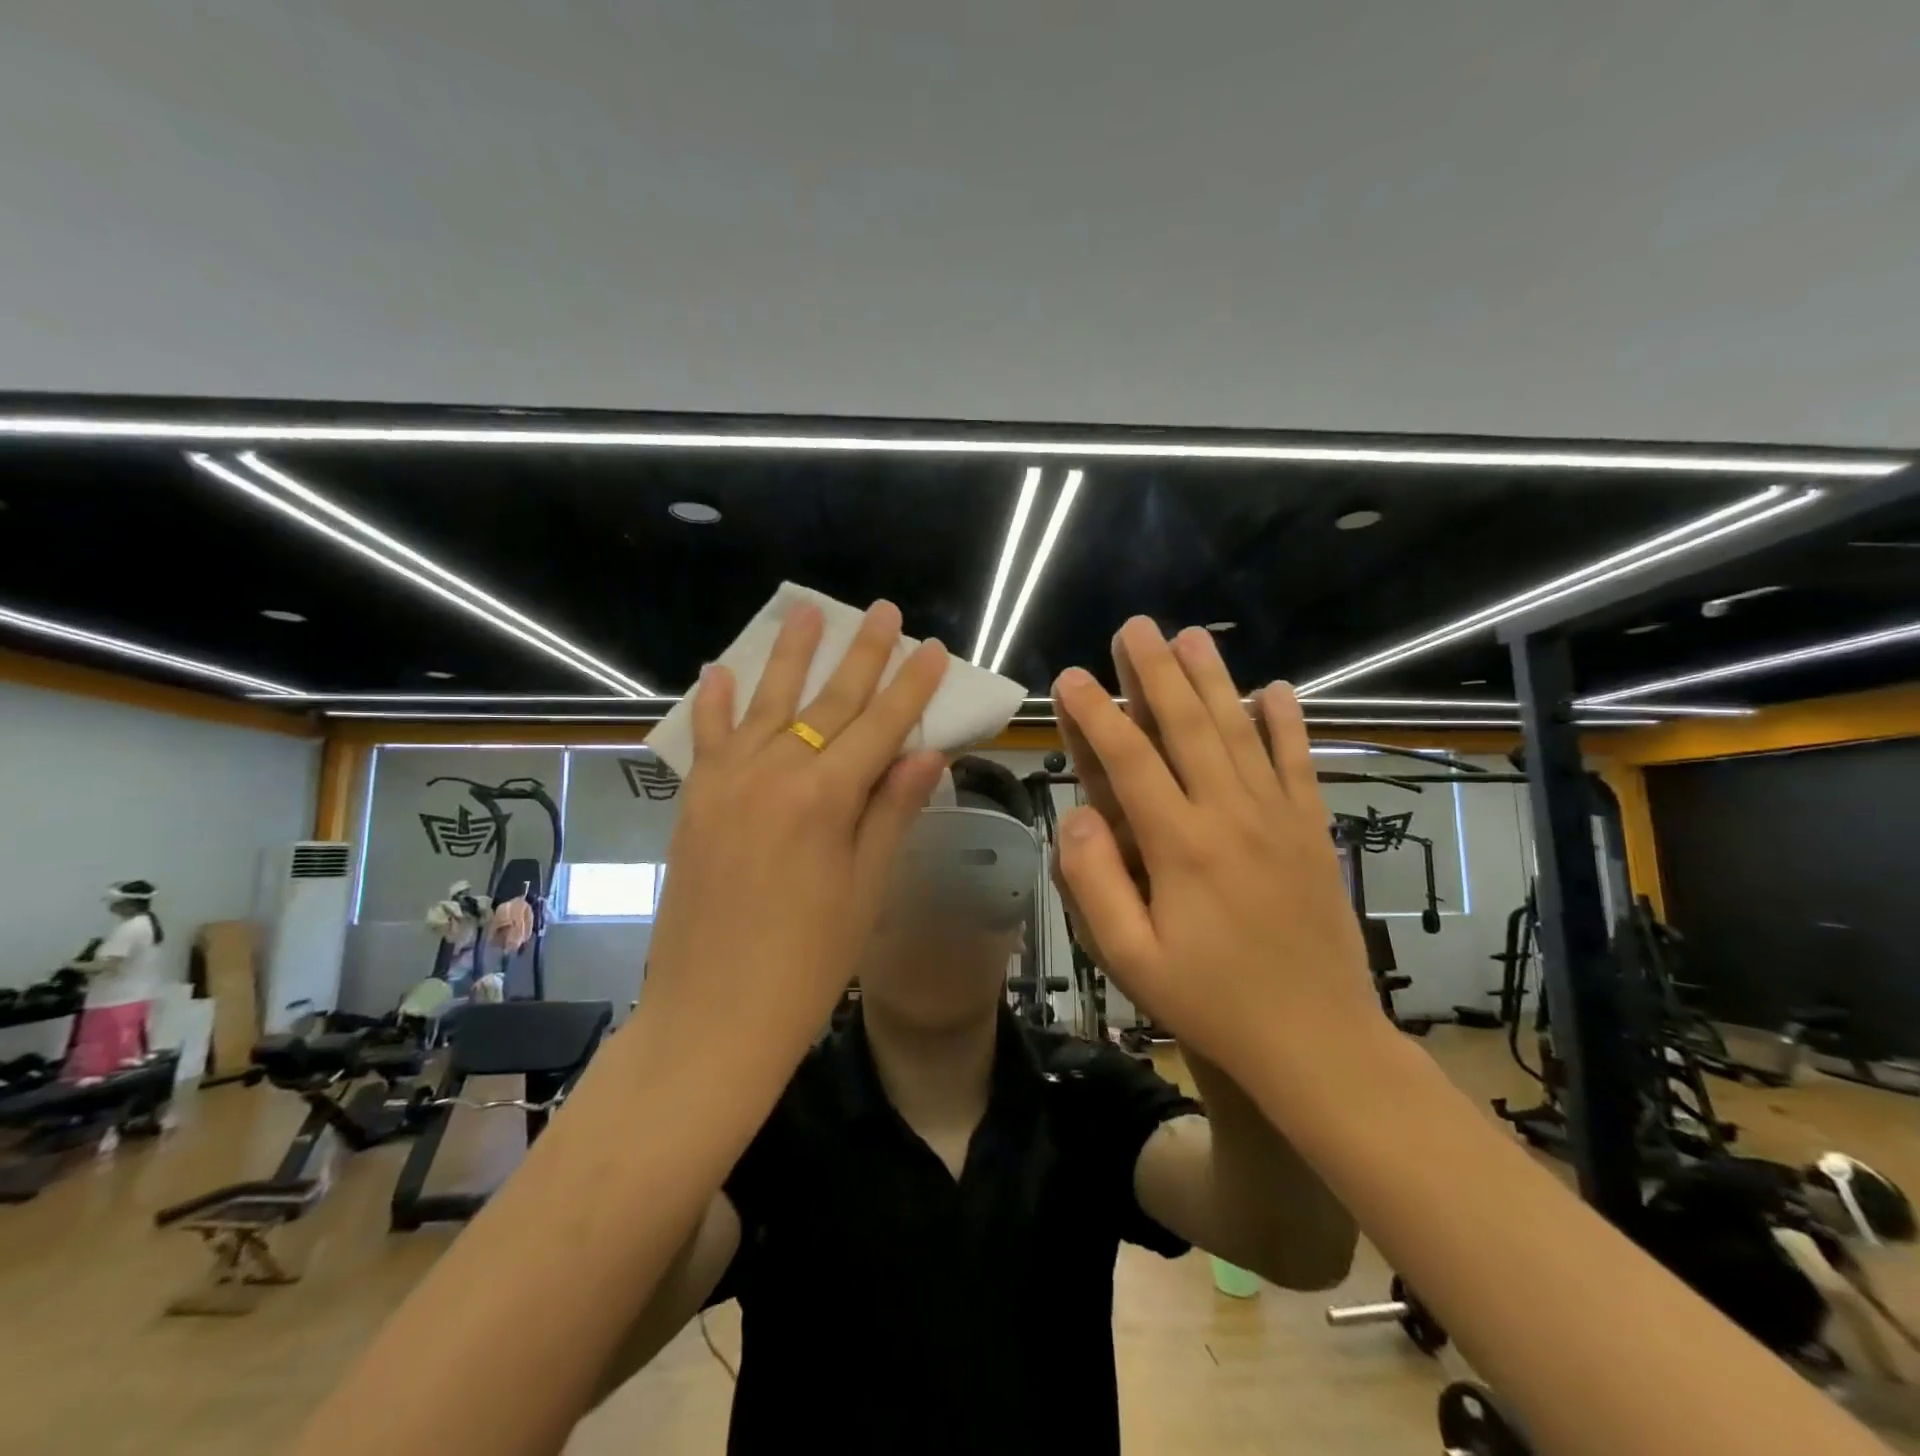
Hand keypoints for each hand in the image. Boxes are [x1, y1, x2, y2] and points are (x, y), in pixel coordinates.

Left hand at [642, 600, 949, 1058]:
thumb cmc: (807, 964)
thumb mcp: (865, 890)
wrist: (712, 1017)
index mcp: (826, 798)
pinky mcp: (695, 802)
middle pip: (828, 701)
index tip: (933, 648)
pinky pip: (706, 738)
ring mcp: (727, 783)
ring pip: (765, 703)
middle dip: (860, 654)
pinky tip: (719, 670)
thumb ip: (891, 812)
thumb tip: (925, 752)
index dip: (911, 686)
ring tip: (807, 612)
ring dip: (790, 656)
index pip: (881, 725)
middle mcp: (774, 774)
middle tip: (882, 611)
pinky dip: (714, 702)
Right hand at [1052, 619, 1383, 1085]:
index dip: (1097, 714)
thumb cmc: (1212, 1003)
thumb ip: (1094, 884)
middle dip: (1156, 672)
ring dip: (1214, 680)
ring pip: (1241, 732)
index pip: (1129, 761)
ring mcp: (1278, 819)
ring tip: (1193, 637)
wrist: (1318, 1041)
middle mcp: (1230, 816)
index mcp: (1180, 846)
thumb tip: (1076, 817)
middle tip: (1136, 627)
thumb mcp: (1131, 960)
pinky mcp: (1311, 832)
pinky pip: (1298, 764)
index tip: (1072, 677)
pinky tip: (1276, 689)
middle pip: (1189, 727)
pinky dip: (1287, 724)